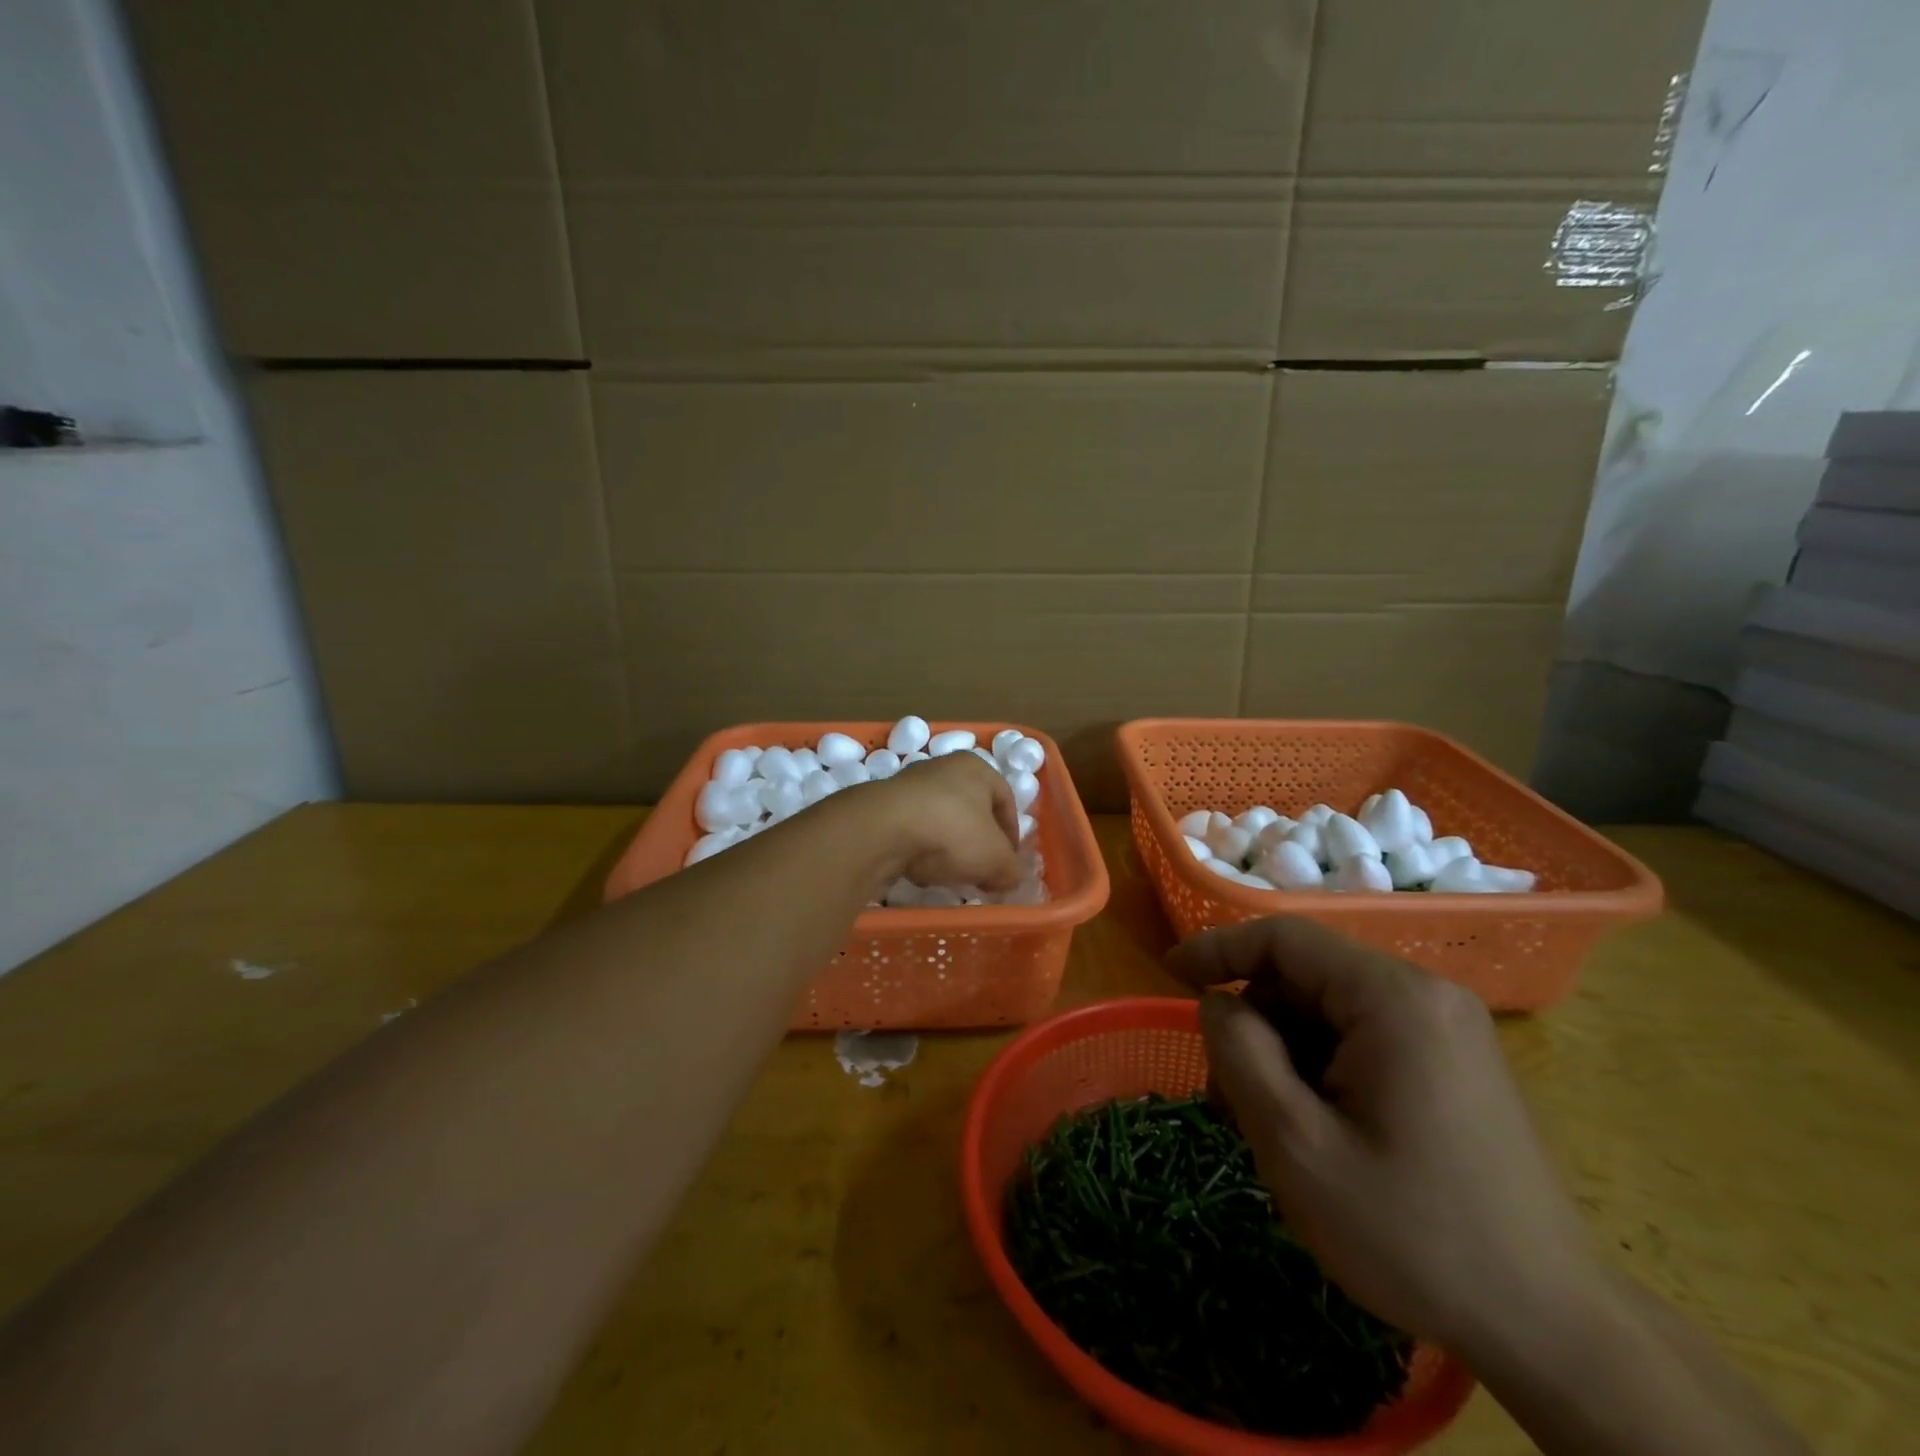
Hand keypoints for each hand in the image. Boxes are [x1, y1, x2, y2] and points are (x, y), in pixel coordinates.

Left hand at [854, 751, 1021, 892]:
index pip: (1006, 800)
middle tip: (981, 871)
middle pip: (971, 810)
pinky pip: (912, 830)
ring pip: (940, 820)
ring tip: (948, 874)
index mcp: (977, 767)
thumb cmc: (952, 831)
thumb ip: (1011, 870)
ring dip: (947, 848)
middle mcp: (943, 767)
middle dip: (978, 843)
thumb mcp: (995, 859)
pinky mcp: (883, 805)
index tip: (1008, 865)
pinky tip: (919, 869)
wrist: (882, 829)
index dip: (1012, 835)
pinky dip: (919, 849)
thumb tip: (1012, 878)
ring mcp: (909, 784)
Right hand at [1167, 917, 1603, 1354]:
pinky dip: (1321, 1069)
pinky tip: (1316, 1130)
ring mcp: (1445, 1029)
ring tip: (1271, 1127)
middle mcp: (1425, 995)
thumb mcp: (1297, 1144)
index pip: (1284, 937)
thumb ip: (1240, 1051)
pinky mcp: (1452, 1063)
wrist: (1552, 1328)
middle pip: (1305, 978)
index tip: (1169, 977)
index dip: (1218, 948)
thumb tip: (1219, 1001)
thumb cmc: (1413, 1233)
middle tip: (1227, 1098)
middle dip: (1254, 1025)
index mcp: (1393, 998)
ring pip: (1328, 1011)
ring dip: (1284, 1054)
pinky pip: (1362, 1039)